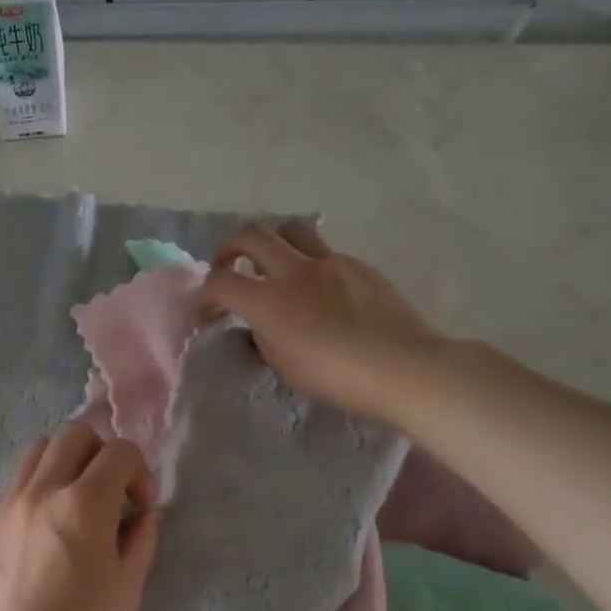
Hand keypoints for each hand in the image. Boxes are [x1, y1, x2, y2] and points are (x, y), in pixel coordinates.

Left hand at [0, 426, 161, 610]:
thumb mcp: (127, 589)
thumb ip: (141, 540)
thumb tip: (145, 514)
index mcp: (84, 504)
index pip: (119, 451)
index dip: (139, 470)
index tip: (139, 505)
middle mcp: (43, 490)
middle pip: (75, 434)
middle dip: (101, 453)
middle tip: (110, 492)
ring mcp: (10, 502)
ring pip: (39, 449)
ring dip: (66, 460)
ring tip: (76, 498)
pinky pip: (17, 479)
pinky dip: (39, 481)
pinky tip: (48, 521)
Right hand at [204, 221, 450, 423]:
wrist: (406, 369)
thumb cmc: (340, 379)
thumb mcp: (286, 366)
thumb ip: (264, 337)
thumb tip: (257, 323)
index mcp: (271, 303)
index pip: (220, 283)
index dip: (204, 296)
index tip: (206, 313)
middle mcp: (297, 272)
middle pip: (251, 235)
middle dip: (229, 249)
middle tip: (229, 269)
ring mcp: (332, 264)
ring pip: (291, 230)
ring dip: (273, 244)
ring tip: (274, 268)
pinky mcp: (359, 267)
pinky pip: (325, 253)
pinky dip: (310, 265)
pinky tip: (320, 294)